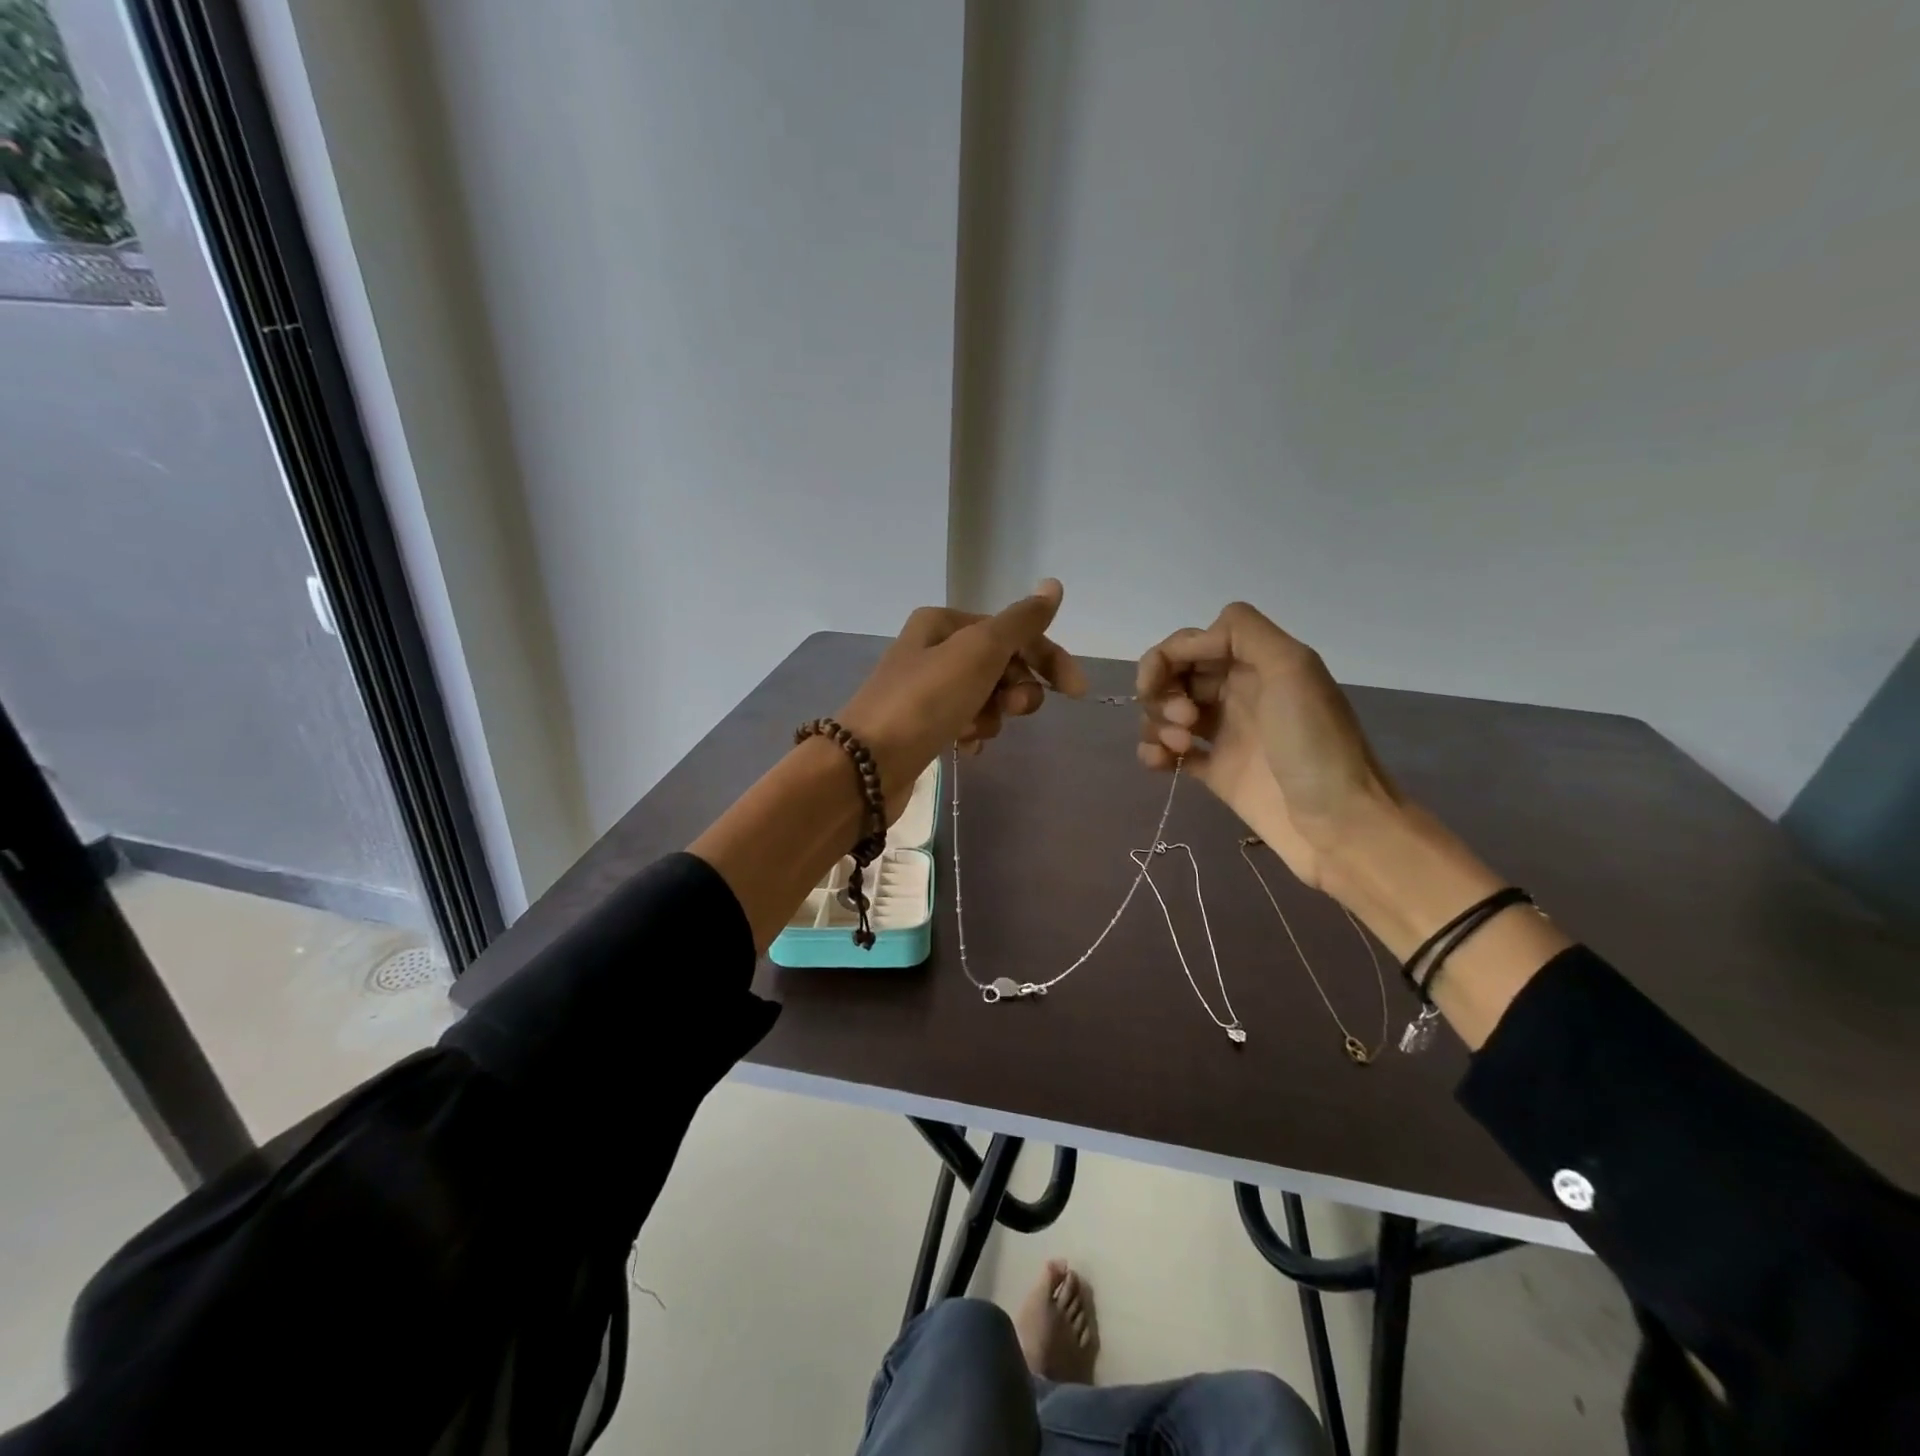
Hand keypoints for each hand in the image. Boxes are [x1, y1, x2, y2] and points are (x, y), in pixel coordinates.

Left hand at [838, 579, 1086, 818]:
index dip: (1047, 657)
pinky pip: (966, 722)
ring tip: (974, 731)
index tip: (1075, 691)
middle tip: (1011, 709)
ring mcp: (926, 689)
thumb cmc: (925, 700)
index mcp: (943, 622)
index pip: (1012, 632)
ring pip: (985, 697)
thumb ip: (1021, 621)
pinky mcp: (922, 726)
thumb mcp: (979, 651)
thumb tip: (1053, 586)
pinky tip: (966, 748)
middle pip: (1000, 664)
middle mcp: (932, 649)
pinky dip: (973, 733)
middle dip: (1014, 689)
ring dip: (992, 715)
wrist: (866, 764)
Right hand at [1136, 603, 1399, 888]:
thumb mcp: (1292, 669)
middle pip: (1175, 674)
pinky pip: (1170, 750)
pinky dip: (1154, 752)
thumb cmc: (1315, 745)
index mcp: (1257, 662)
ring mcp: (1225, 732)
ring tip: (1180, 747)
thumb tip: (1191, 640)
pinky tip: (1161, 764)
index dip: (1166, 656)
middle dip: (1162, 692)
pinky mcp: (1215, 770)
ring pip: (1167, 711)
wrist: (1339, 825)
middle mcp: (1238, 691)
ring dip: (1157, 723)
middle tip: (1185, 721)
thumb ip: (1244, 633)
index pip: (1192, 641)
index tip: (1157, 684)